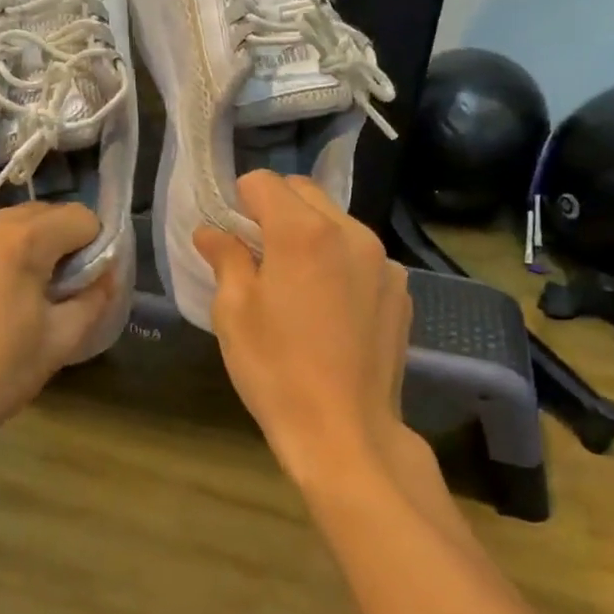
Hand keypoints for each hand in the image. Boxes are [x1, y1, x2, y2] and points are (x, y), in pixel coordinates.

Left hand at [0, 203, 120, 465]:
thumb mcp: (60, 342)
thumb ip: (94, 298)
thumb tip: (103, 274)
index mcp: (19, 241)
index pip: (78, 218)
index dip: (91, 247)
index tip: (81, 283)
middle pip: (33, 217)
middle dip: (49, 246)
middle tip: (43, 294)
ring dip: (5, 253)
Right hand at [195, 172, 412, 469]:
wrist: (346, 431)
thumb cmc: (277, 371)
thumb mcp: (234, 314)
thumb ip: (225, 258)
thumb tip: (213, 231)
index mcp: (304, 232)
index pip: (264, 182)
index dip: (239, 200)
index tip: (230, 233)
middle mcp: (351, 232)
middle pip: (305, 193)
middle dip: (276, 209)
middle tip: (258, 254)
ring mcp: (383, 260)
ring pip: (337, 222)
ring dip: (311, 233)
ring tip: (297, 282)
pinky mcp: (400, 289)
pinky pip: (363, 255)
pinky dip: (340, 262)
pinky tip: (331, 307)